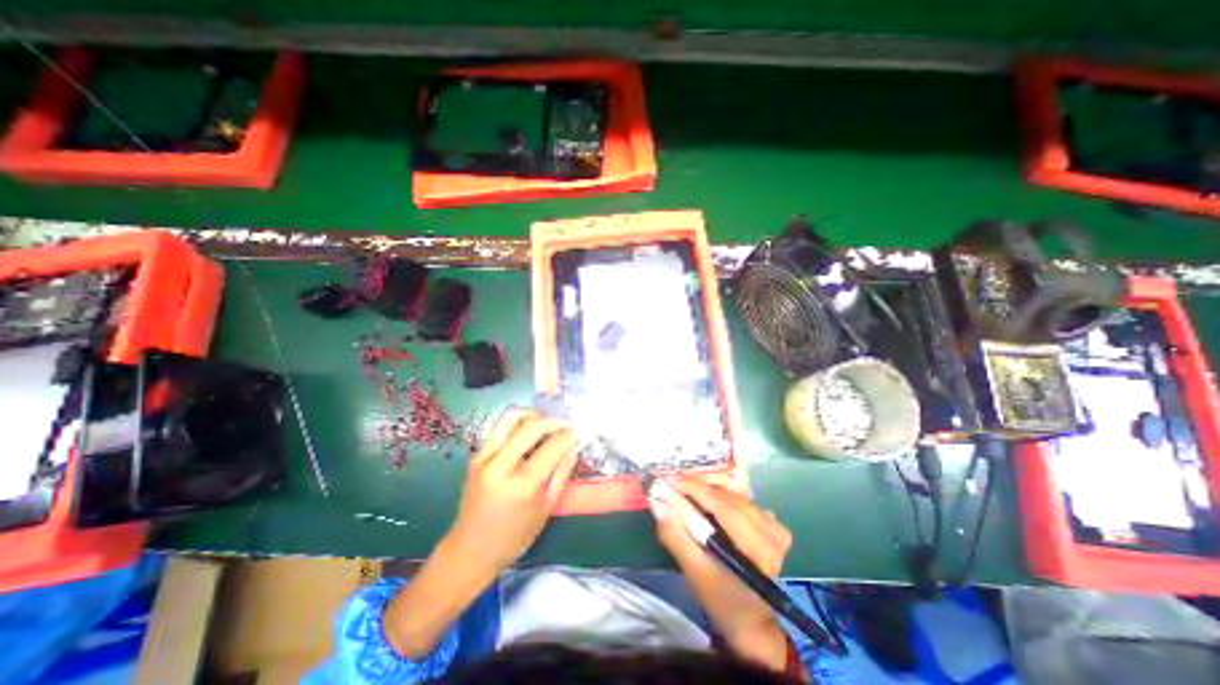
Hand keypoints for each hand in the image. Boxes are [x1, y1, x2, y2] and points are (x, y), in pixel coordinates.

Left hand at [387, 409, 583, 654]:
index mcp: (522, 485)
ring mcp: (484, 457)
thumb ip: (562, 471)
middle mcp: (500, 465)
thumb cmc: (514, 536)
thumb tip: (575, 444)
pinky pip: (500, 427)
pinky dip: (518, 423)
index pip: (551, 446)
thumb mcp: (546, 507)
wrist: (469, 550)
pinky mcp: (476, 455)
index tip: (578, 433)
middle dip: (553, 421)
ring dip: (533, 414)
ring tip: (545, 424)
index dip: (568, 436)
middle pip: (531, 425)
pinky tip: (528, 434)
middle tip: (565, 426)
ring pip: (511, 416)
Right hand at [653, 480, 797, 671]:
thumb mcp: (694, 572)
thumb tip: (657, 502)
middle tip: (673, 483)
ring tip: (686, 491)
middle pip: (728, 496)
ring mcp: (775, 528)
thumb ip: (675, 536)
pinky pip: (742, 499)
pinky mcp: (773, 524)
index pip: (722, 505)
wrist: (752, 620)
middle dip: (698, 487)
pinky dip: (721, 496)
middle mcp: (771, 534)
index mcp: (755, 550)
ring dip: (708, 490)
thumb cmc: (721, 599)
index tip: (668, 478)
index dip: (694, 488)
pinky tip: (708, 501)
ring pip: (734, 494)